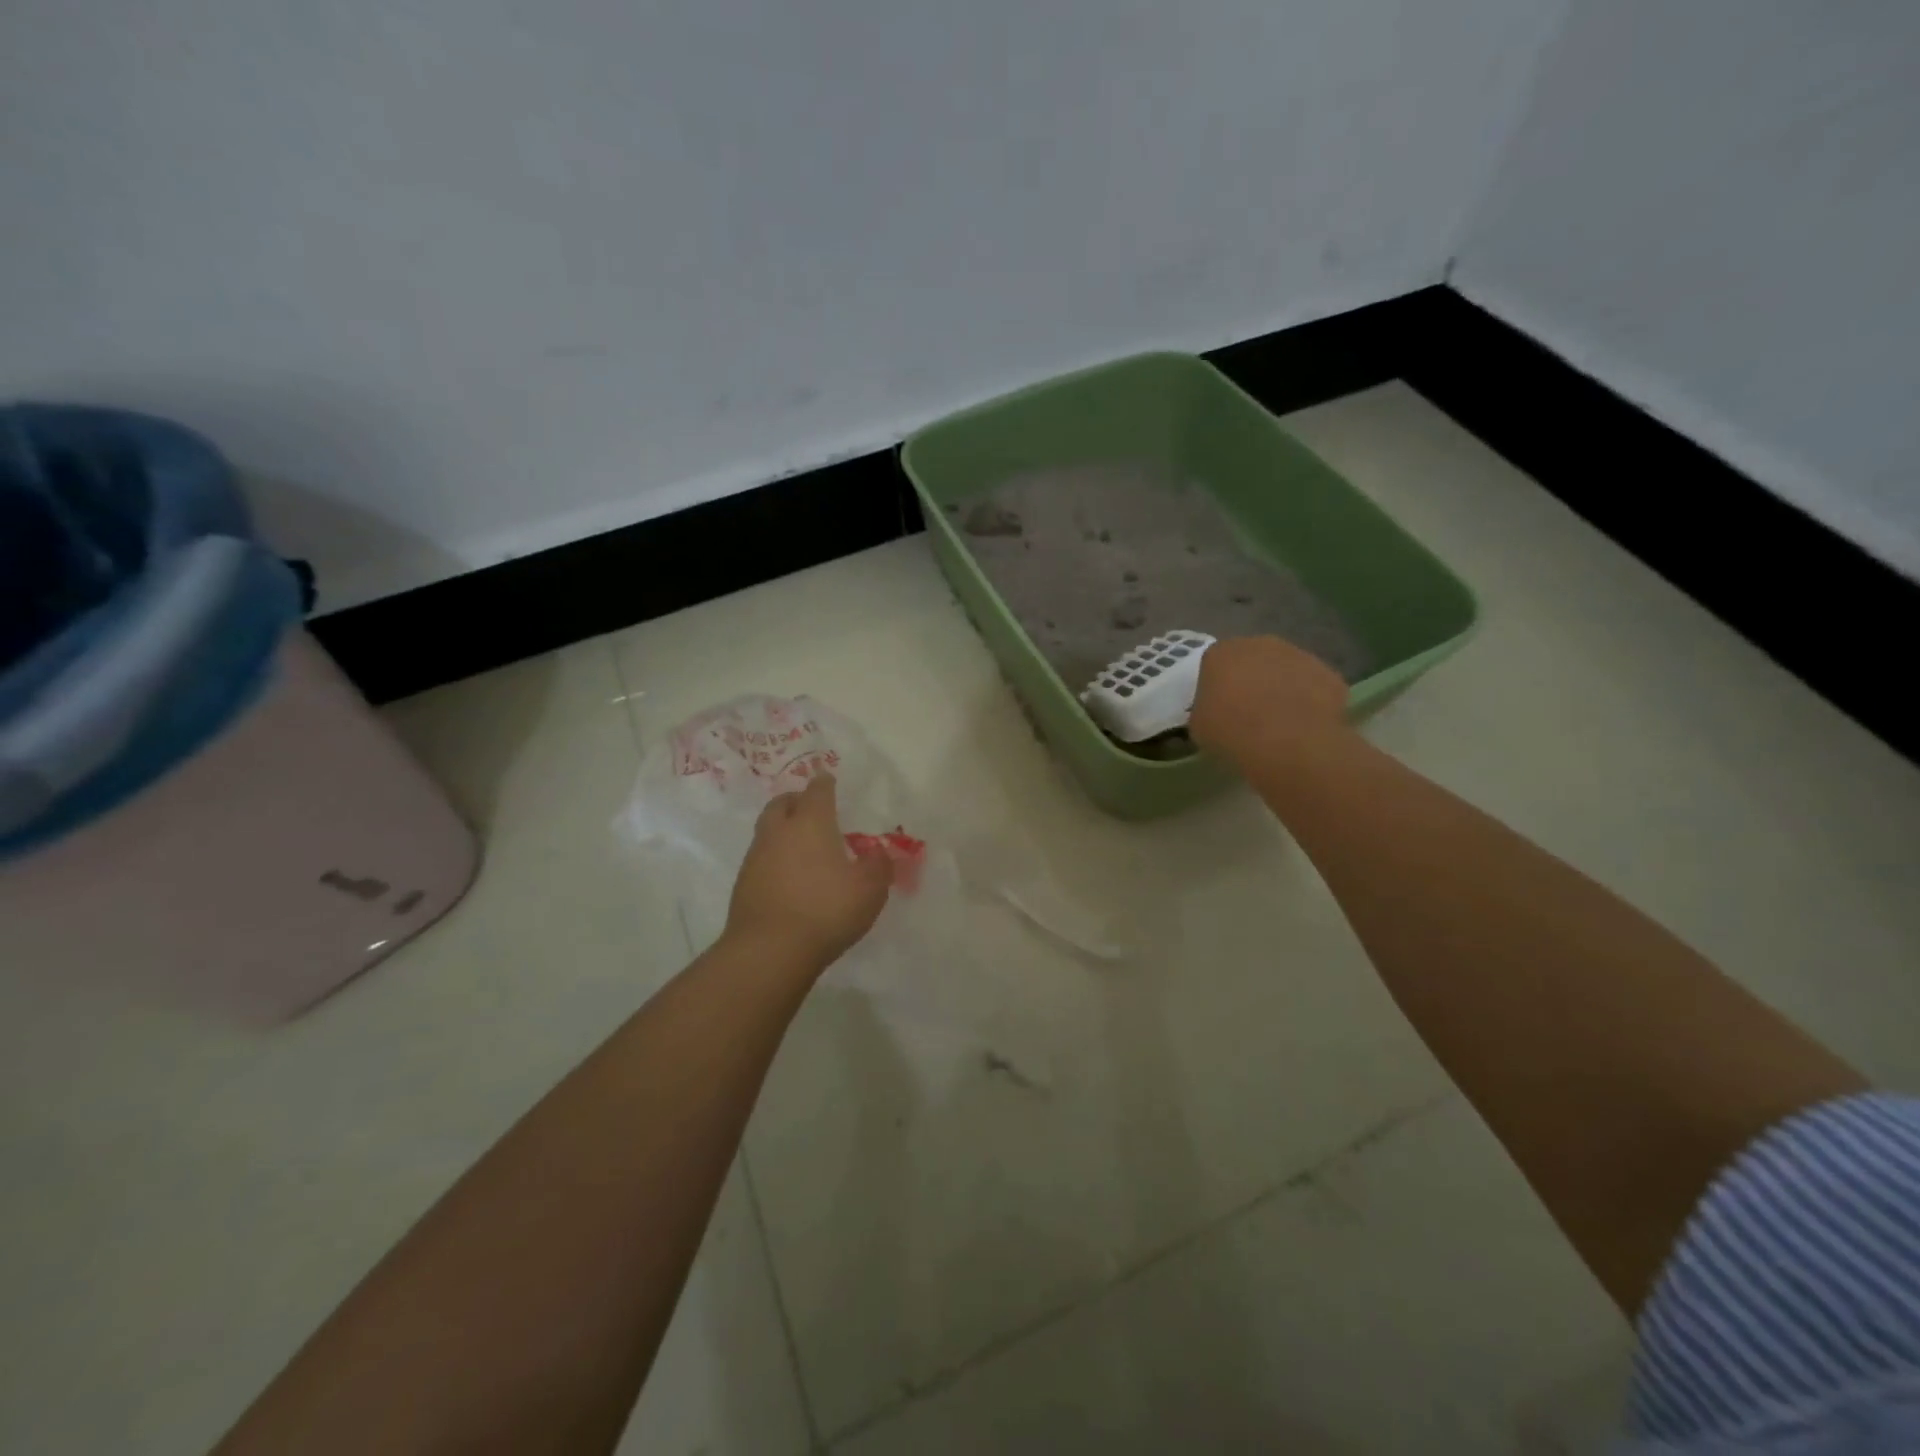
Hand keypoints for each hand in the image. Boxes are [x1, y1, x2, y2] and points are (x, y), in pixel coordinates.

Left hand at [724, 775, 892, 967]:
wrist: (769, 951)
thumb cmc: (826, 910)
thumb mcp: (870, 889)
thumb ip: (879, 866)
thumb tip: (878, 852)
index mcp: (811, 822)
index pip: (817, 791)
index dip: (825, 783)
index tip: (829, 780)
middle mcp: (779, 832)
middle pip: (782, 803)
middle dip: (796, 800)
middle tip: (811, 809)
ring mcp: (755, 857)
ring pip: (767, 830)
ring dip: (783, 830)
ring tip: (802, 846)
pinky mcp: (742, 884)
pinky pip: (760, 858)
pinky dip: (774, 858)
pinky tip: (788, 877)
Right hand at [1189, 636, 1349, 769]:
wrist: (1287, 742)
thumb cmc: (1231, 731)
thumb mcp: (1199, 725)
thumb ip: (1206, 709)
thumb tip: (1215, 711)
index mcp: (1221, 652)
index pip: (1215, 663)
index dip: (1218, 685)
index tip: (1219, 707)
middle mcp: (1260, 644)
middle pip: (1253, 659)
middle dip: (1252, 679)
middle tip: (1249, 712)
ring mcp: (1299, 655)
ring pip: (1286, 669)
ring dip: (1282, 687)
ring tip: (1280, 721)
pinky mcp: (1329, 674)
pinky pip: (1314, 686)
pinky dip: (1310, 701)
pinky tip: (1304, 726)